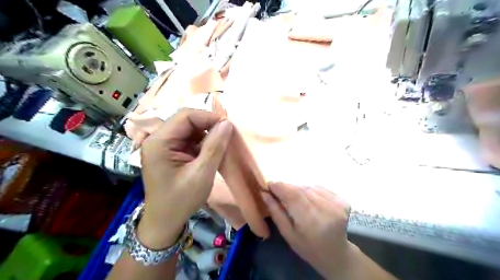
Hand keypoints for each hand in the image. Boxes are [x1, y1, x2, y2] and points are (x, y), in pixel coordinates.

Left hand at [138, 108, 232, 247]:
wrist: (165, 221)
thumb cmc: (181, 200)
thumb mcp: (201, 173)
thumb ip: (215, 146)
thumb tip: (227, 123)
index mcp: (159, 142)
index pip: (186, 116)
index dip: (209, 117)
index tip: (228, 127)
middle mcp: (157, 139)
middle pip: (186, 121)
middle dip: (208, 126)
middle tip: (227, 136)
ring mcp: (162, 145)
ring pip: (189, 129)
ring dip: (206, 135)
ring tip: (220, 146)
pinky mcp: (169, 152)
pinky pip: (188, 139)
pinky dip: (202, 143)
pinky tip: (210, 152)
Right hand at [263, 183, 352, 277]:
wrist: (336, 253)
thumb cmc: (308, 247)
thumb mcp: (288, 234)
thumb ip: (276, 212)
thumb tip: (265, 193)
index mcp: (310, 221)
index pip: (293, 195)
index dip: (280, 187)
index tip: (269, 184)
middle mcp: (326, 210)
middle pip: (300, 189)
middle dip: (287, 188)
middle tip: (279, 192)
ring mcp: (337, 204)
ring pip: (309, 187)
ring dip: (298, 190)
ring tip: (296, 201)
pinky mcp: (342, 200)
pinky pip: (319, 188)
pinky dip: (310, 191)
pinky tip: (309, 201)